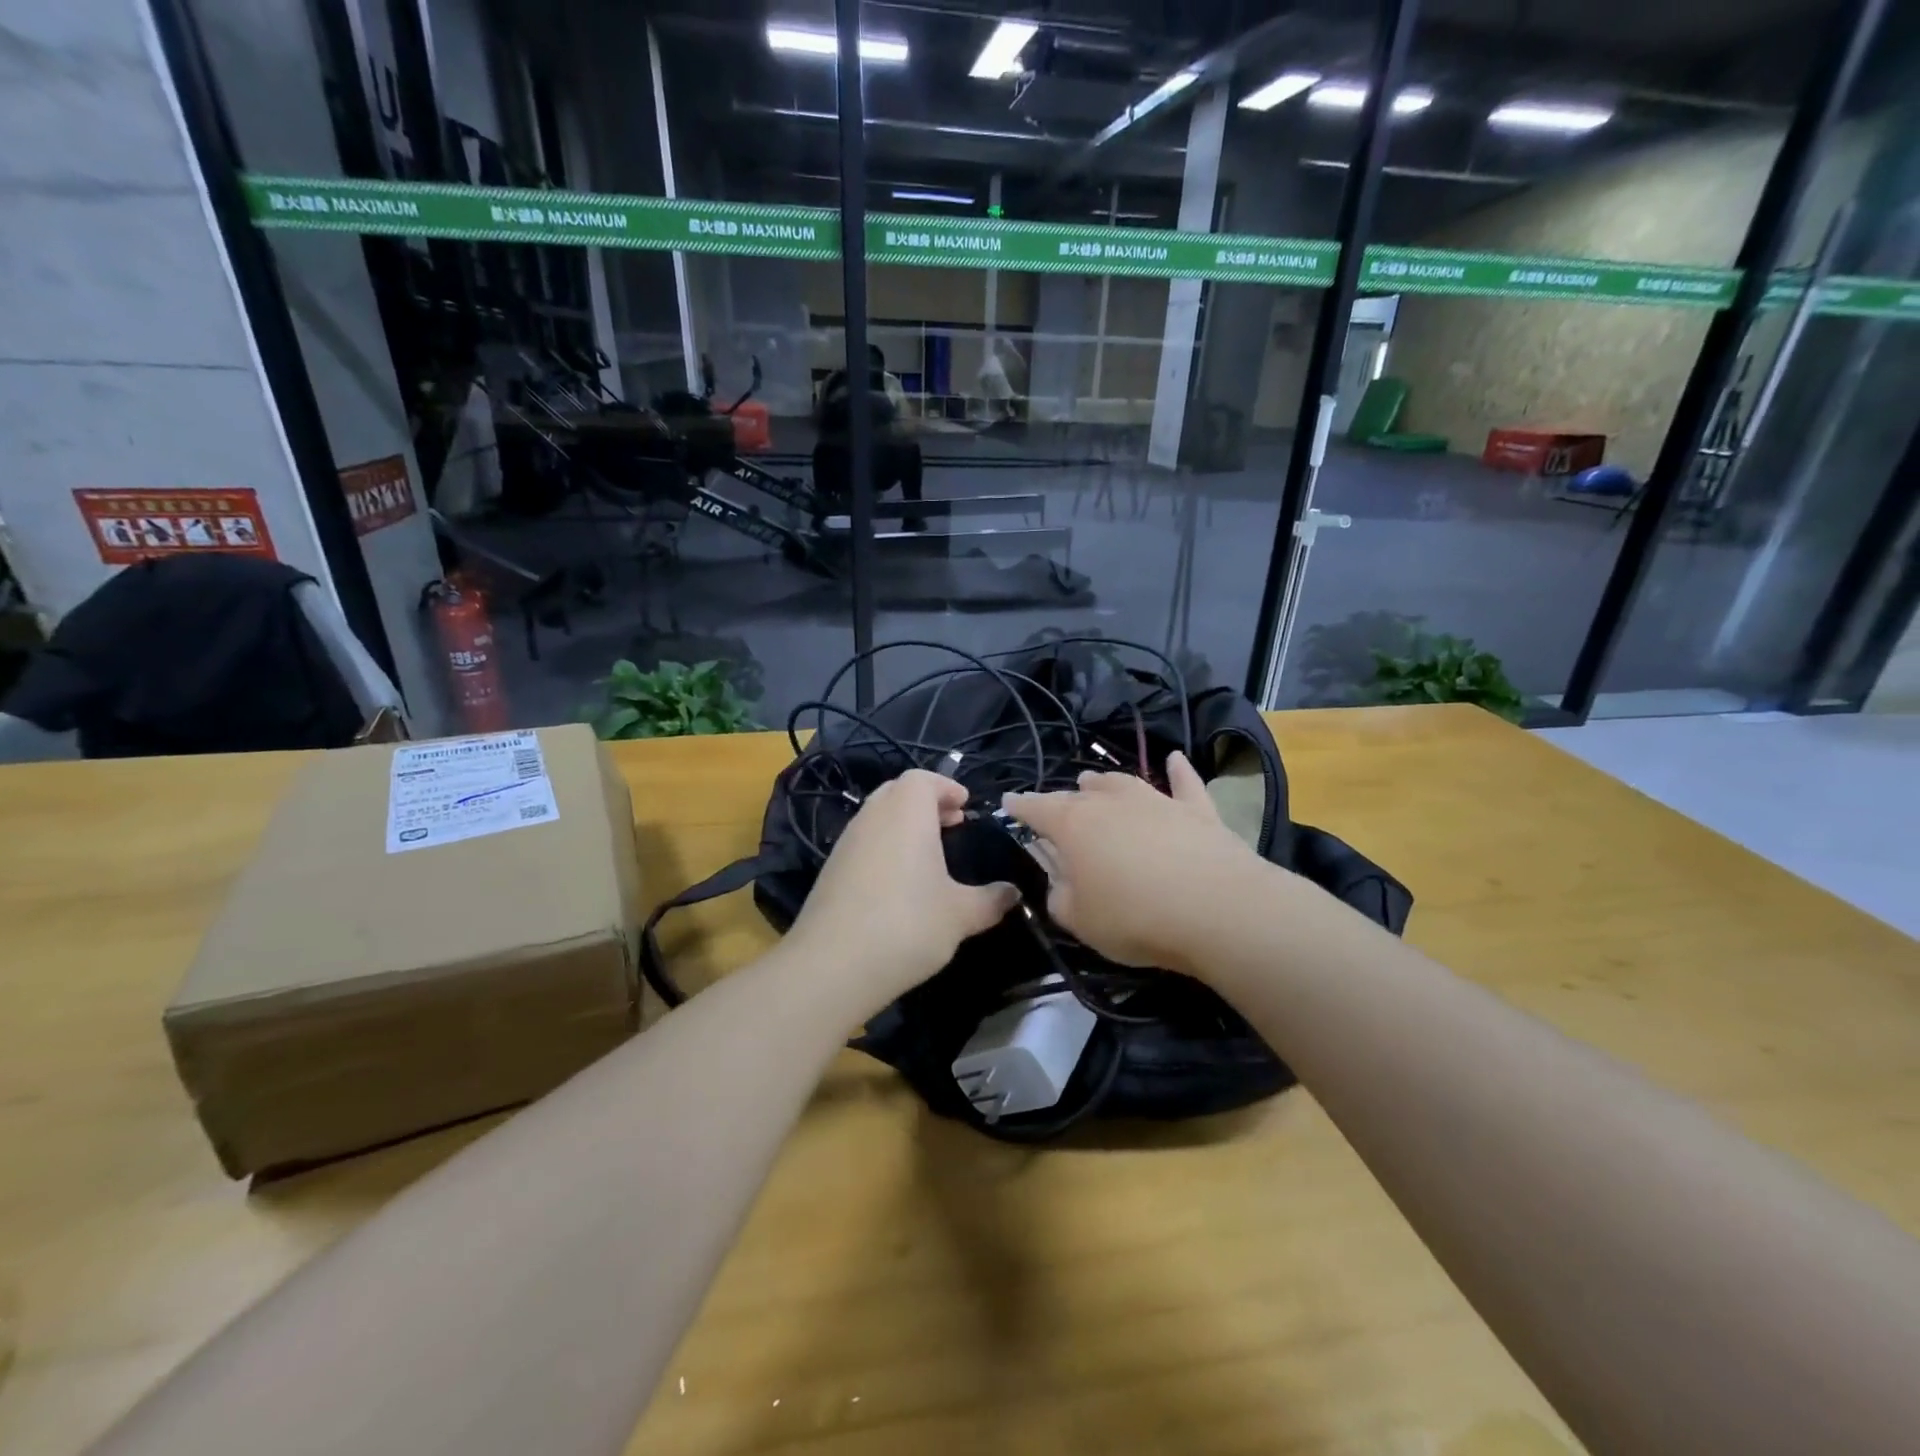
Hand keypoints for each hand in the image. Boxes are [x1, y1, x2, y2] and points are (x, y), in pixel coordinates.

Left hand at [785, 771, 1018, 1006]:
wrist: (832, 965)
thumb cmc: (907, 925)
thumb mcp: (961, 915)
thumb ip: (991, 900)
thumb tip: (1013, 893)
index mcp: (906, 812)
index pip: (923, 779)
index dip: (946, 787)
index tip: (965, 806)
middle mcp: (873, 817)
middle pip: (898, 792)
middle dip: (926, 803)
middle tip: (952, 825)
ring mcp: (847, 843)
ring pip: (878, 817)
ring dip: (904, 826)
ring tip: (929, 856)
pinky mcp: (831, 870)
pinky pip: (864, 843)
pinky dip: (885, 848)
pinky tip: (900, 885)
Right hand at [1004, 753, 1266, 975]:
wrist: (1217, 909)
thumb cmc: (1135, 917)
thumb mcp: (1079, 920)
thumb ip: (1060, 896)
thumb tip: (1062, 881)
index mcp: (1073, 826)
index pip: (1037, 809)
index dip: (1020, 806)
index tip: (1008, 801)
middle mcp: (1111, 803)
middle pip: (1079, 795)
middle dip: (1062, 798)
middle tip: (1054, 805)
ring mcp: (1156, 801)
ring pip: (1123, 783)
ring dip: (1105, 782)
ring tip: (1093, 780)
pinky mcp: (1197, 811)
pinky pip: (1185, 783)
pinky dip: (1178, 771)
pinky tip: (1175, 758)